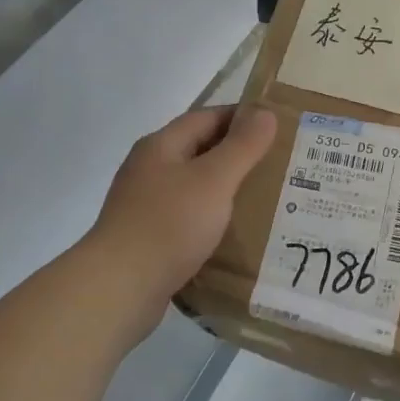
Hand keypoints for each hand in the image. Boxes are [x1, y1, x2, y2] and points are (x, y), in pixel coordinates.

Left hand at [88, 106, 277, 313]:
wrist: (119, 288)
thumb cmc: (168, 224)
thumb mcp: (213, 180)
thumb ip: (242, 146)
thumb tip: (265, 112)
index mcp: (161, 147)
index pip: (206, 117)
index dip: (242, 118)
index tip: (278, 127)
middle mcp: (150, 170)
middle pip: (199, 151)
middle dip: (238, 155)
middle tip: (280, 164)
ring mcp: (146, 206)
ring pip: (195, 188)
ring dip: (226, 190)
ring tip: (267, 199)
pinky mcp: (149, 239)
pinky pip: (188, 219)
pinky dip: (213, 220)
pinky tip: (237, 234)